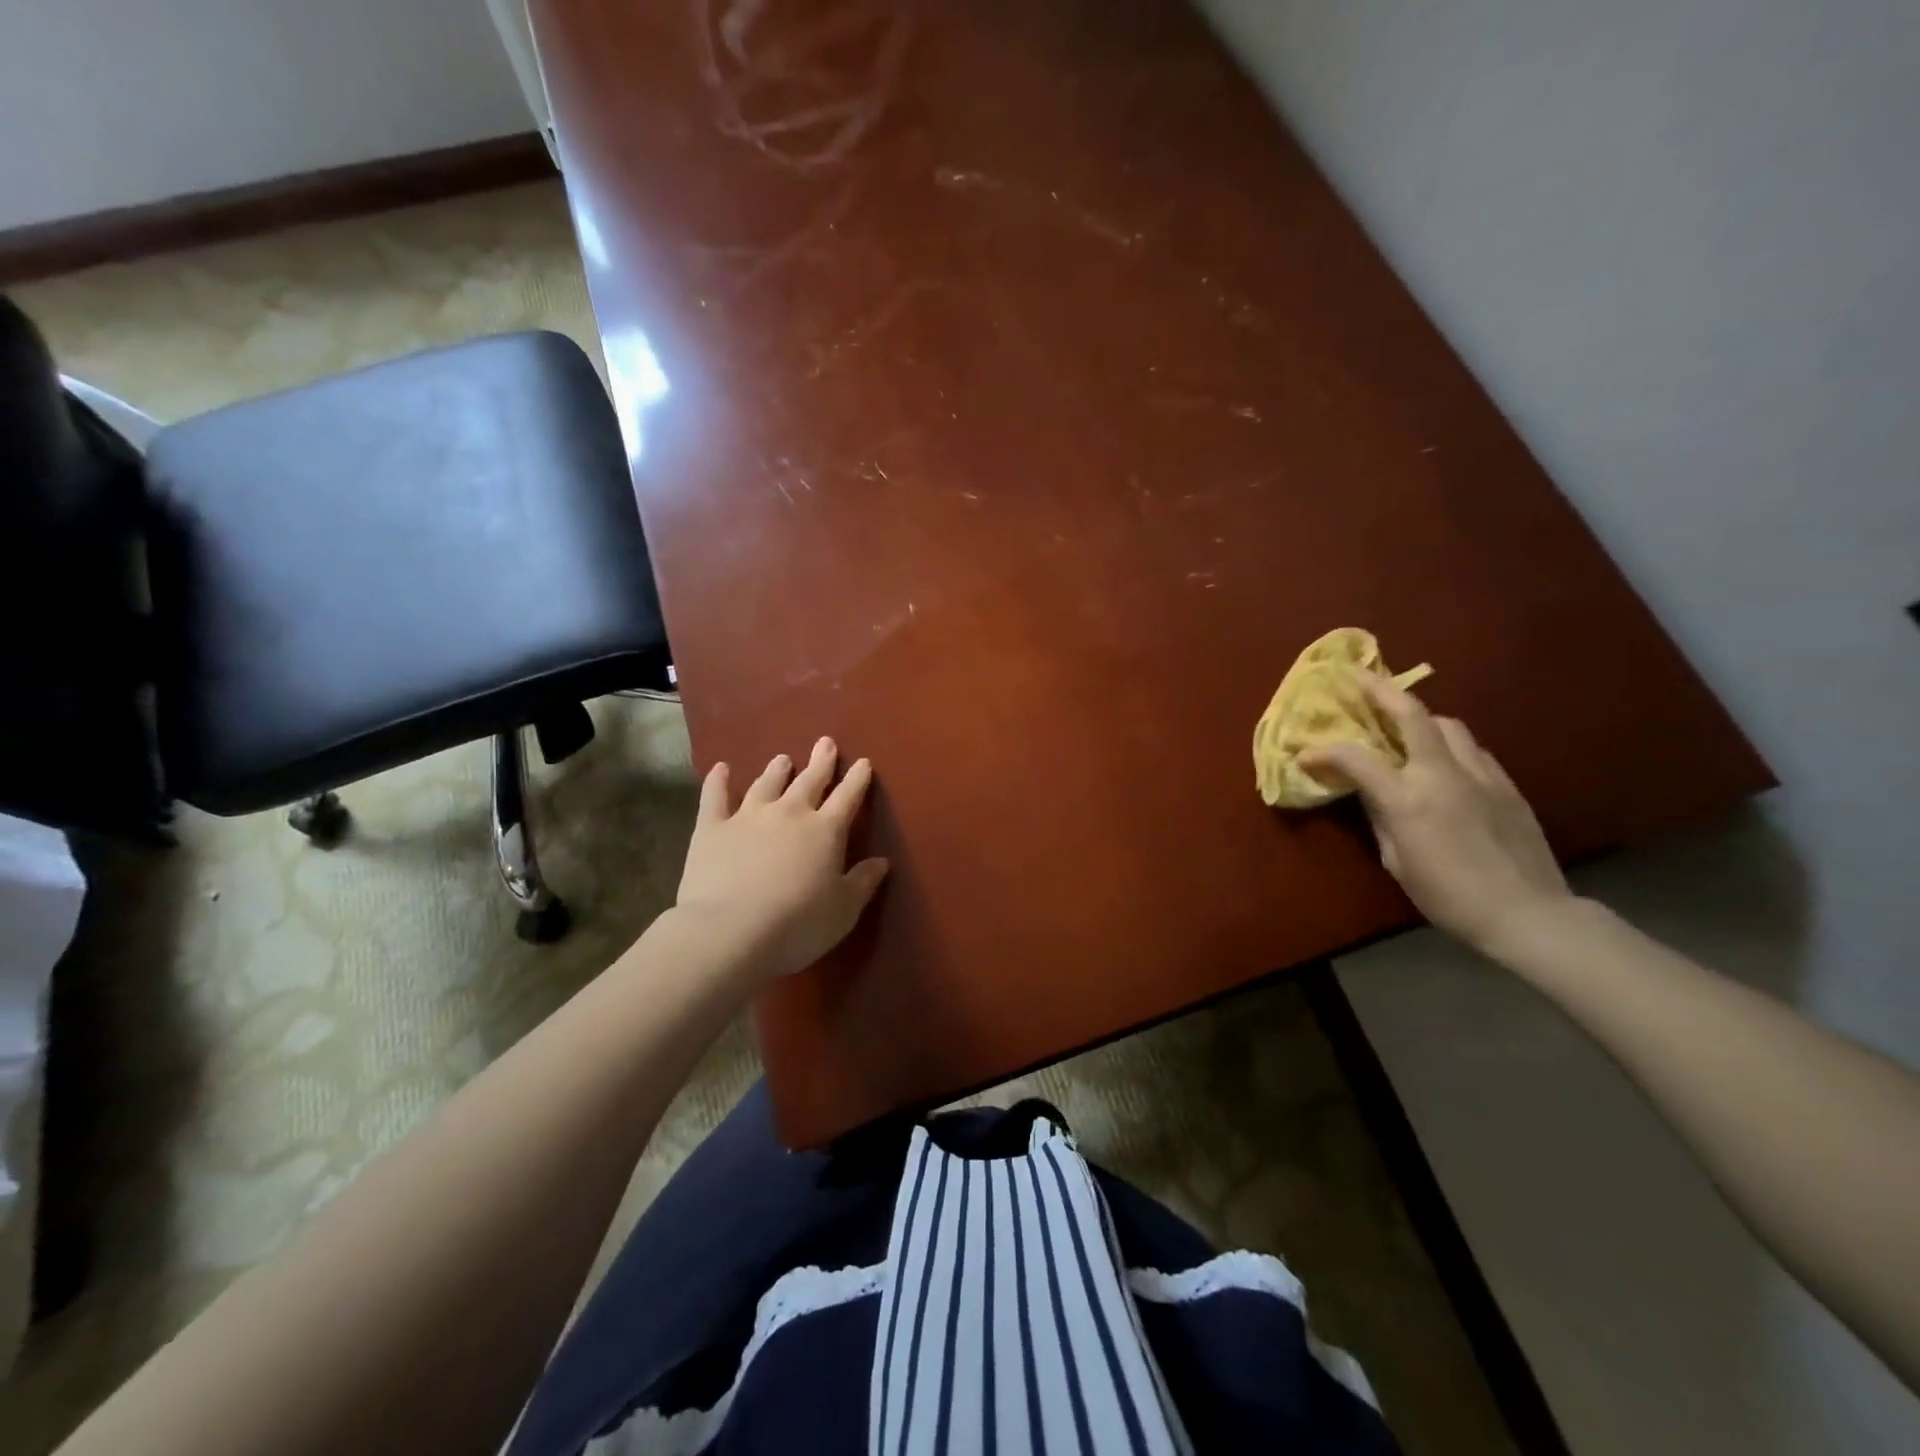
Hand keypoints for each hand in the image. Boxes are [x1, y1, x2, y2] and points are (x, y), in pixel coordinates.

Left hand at [674, 737, 889, 981]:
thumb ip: (863, 882)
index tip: (863, 762)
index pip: (847, 798)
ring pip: (766, 784)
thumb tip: (881, 861)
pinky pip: (715, 797)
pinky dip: (718, 781)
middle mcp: (789, 813)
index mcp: (825, 831)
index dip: (857, 780)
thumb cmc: (797, 924)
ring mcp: (748, 817)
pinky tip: (720, 768)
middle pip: (809, 781)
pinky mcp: (712, 828)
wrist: (730, 931)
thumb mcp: (843, 910)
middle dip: (820, 762)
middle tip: (825, 742)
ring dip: (776, 770)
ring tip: (782, 758)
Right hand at [1301, 674, 1572, 951]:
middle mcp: (1443, 774)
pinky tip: (1441, 758)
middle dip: (1379, 689)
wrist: (1528, 913)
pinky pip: (1471, 748)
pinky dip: (1447, 742)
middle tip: (1356, 675)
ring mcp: (1480, 773)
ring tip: (1401, 723)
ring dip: (1419, 716)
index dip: (1324, 752)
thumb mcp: (1397, 860)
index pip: (1355, 758)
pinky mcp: (1506, 783)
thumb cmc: (1448, 895)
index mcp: (1408, 798)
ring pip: (1447, 724)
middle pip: (1411, 713)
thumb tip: (1370, 792)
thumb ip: (1381, 817)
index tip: (1305, 755)